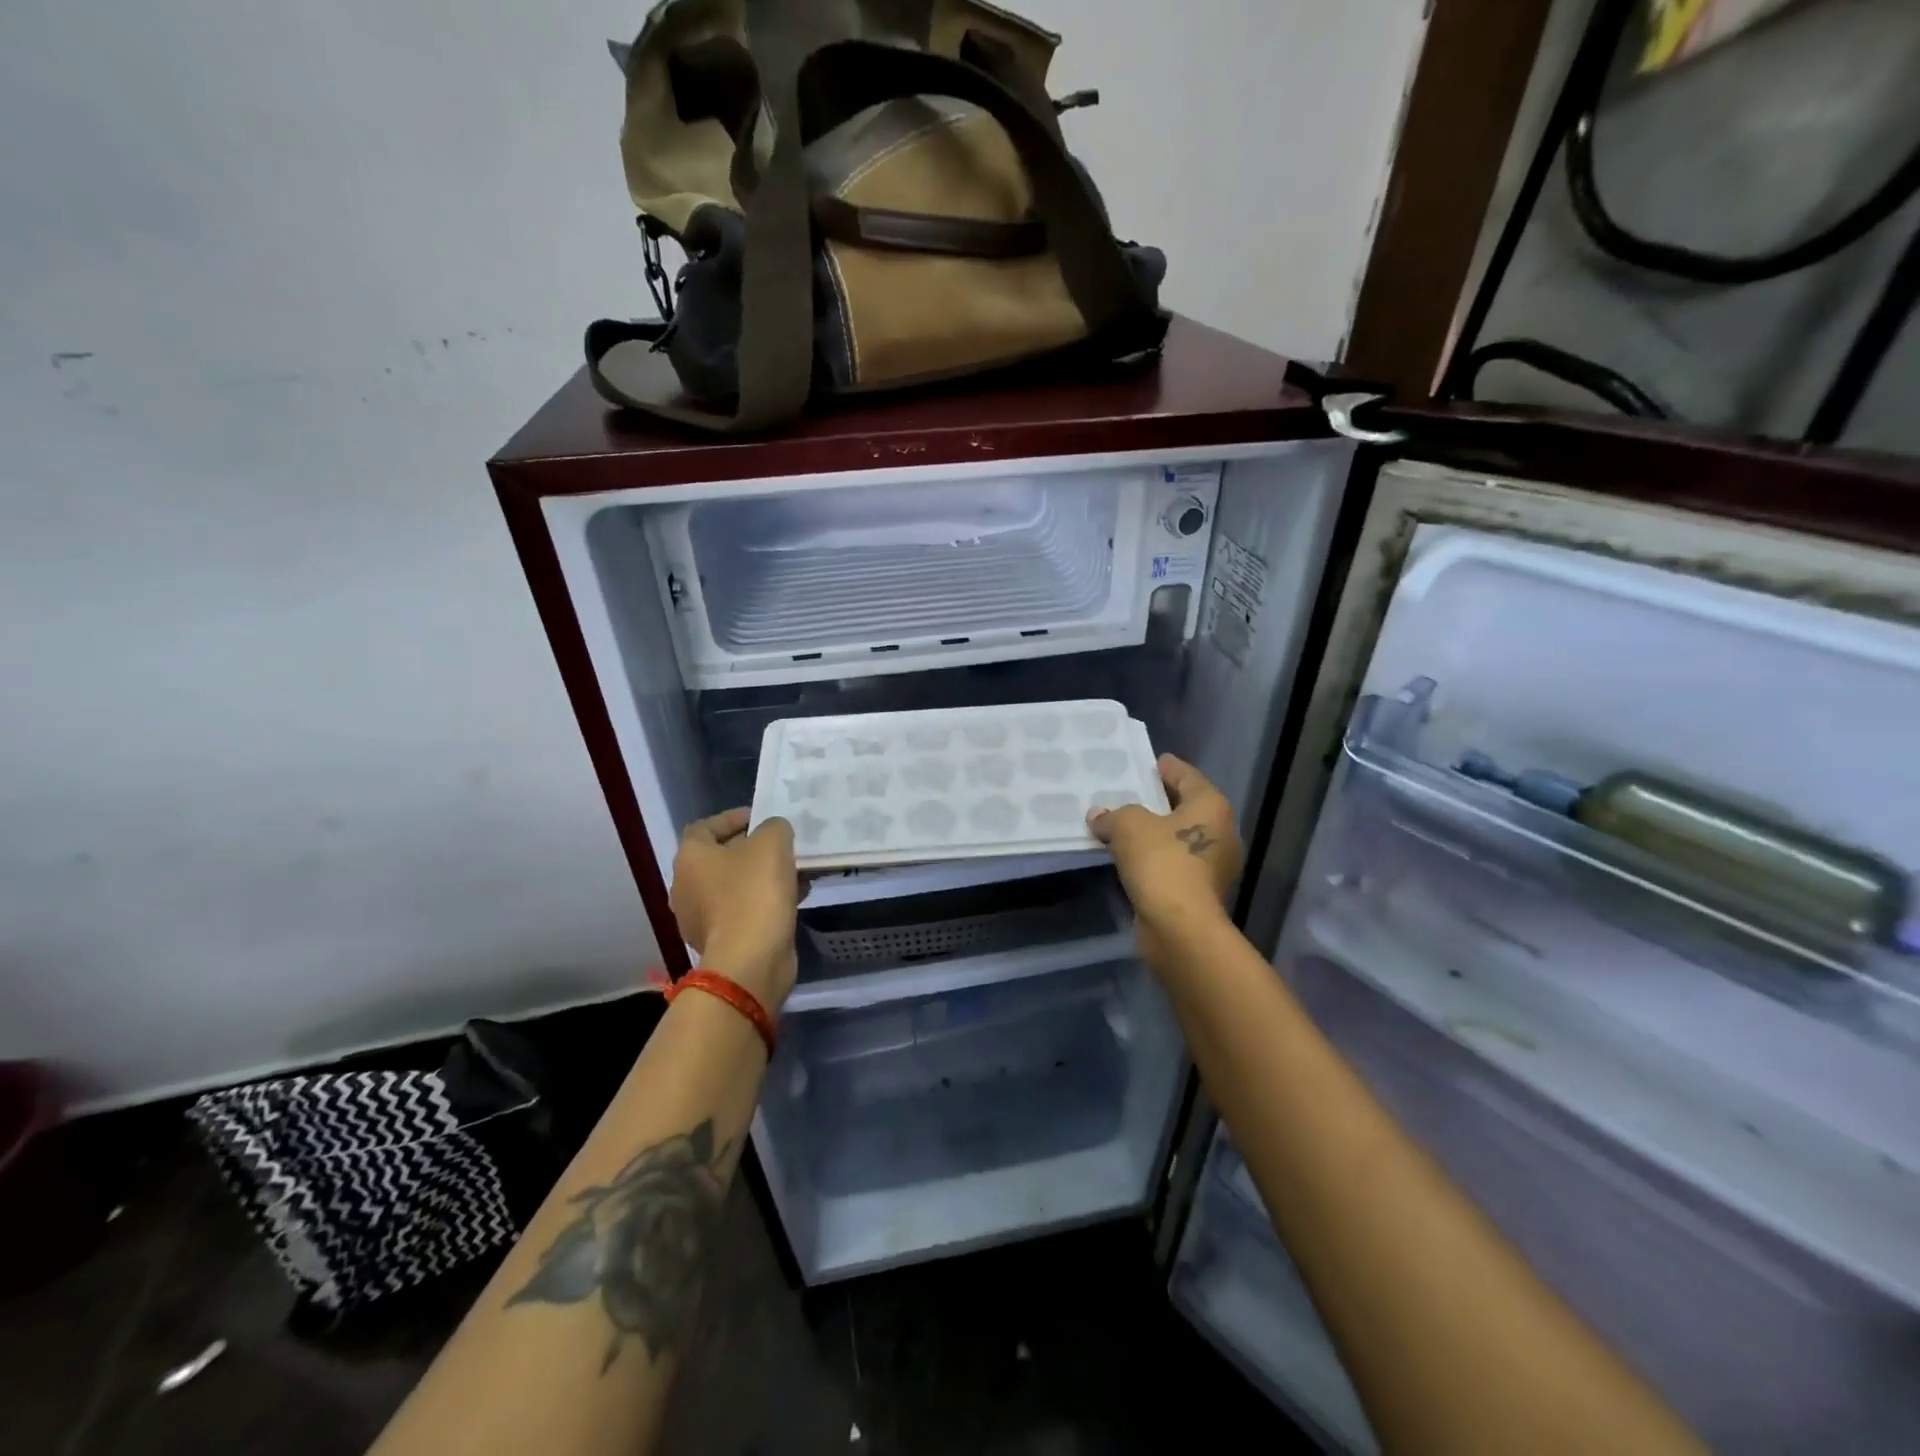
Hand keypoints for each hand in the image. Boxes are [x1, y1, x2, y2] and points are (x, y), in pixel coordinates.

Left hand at [670, 809, 800, 1013]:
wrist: (750, 960)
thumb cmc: (755, 892)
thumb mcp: (773, 842)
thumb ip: (774, 827)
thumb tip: (773, 832)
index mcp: (690, 858)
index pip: (704, 827)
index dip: (732, 818)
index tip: (760, 818)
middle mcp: (686, 886)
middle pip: (721, 858)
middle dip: (753, 849)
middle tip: (783, 845)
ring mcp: (701, 918)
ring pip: (735, 886)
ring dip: (763, 877)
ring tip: (796, 872)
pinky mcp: (720, 941)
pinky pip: (743, 911)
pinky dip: (765, 902)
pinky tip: (794, 898)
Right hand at [1086, 754, 1240, 962]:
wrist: (1180, 927)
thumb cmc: (1161, 863)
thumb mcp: (1128, 826)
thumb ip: (1113, 815)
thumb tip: (1099, 816)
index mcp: (1211, 806)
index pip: (1188, 776)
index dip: (1168, 768)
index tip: (1152, 762)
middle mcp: (1220, 832)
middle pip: (1186, 807)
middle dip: (1159, 801)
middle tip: (1131, 792)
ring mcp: (1213, 865)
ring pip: (1178, 837)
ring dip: (1154, 832)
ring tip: (1123, 824)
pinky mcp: (1199, 891)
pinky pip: (1172, 862)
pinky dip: (1154, 857)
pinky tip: (1129, 856)